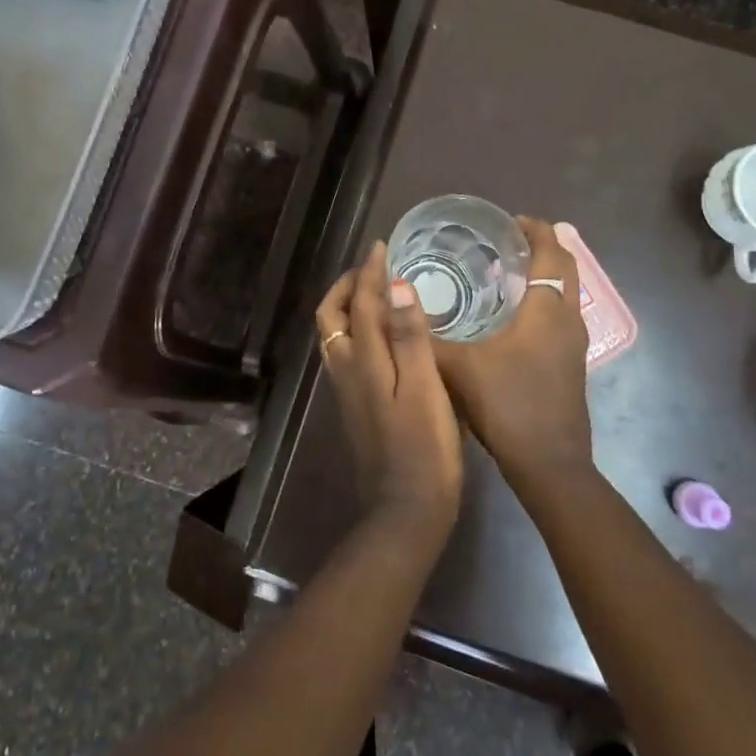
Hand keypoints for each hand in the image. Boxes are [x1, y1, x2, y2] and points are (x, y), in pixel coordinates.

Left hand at [316, 242, 463, 544]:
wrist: (405, 509)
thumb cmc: (423, 447)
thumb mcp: (424, 388)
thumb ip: (410, 336)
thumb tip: (396, 285)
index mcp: (363, 361)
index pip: (360, 303)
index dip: (370, 272)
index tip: (382, 246)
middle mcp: (346, 370)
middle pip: (332, 317)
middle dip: (347, 286)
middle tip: (373, 268)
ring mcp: (346, 390)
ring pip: (334, 335)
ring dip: (348, 307)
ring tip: (375, 293)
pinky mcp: (355, 406)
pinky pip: (345, 353)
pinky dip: (356, 330)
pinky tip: (382, 336)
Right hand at [433, 218, 593, 497]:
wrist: (549, 464)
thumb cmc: (508, 405)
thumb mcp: (459, 368)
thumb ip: (428, 337)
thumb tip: (396, 308)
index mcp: (547, 310)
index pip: (551, 253)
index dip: (536, 231)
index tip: (512, 220)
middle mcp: (568, 320)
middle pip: (566, 269)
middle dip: (542, 249)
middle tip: (508, 242)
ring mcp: (574, 345)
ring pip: (565, 295)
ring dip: (544, 277)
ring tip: (506, 274)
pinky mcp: (571, 365)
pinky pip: (560, 317)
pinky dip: (543, 303)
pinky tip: (512, 318)